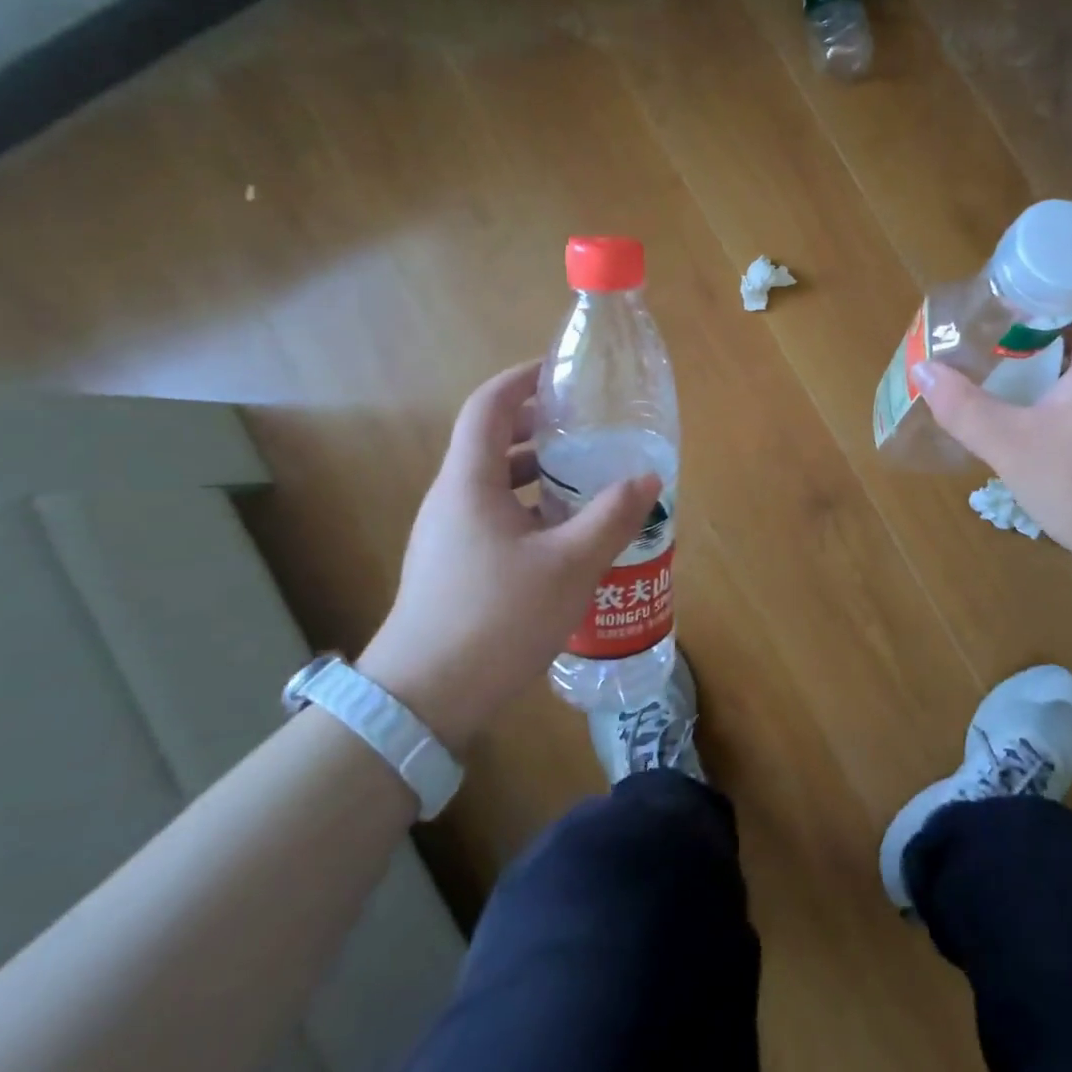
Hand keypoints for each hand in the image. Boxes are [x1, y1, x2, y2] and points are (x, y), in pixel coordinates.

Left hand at [357, 361, 661, 748]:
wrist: (424, 698)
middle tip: (585, 427)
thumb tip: (647, 478)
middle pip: (491, 441)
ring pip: (493, 483)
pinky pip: (493, 515)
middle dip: (537, 426)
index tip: (561, 373)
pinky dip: (528, 507)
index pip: (489, 406)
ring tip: (584, 477)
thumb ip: (612, 517)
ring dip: (536, 471)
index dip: (522, 380)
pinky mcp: (452, 566)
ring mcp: (447, 535)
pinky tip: (564, 534)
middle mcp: (451, 499)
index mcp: (470, 482)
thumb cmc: (496, 617)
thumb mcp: (569, 565)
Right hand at [913, 298, 1071, 580]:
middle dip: (1023, 317)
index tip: (988, 290)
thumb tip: (922, 368)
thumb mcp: (1013, 445)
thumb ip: (964, 406)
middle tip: (974, 323)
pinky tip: (1014, 400)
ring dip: (1034, 351)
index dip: (1032, 280)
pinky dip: (1046, 380)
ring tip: (984, 355)